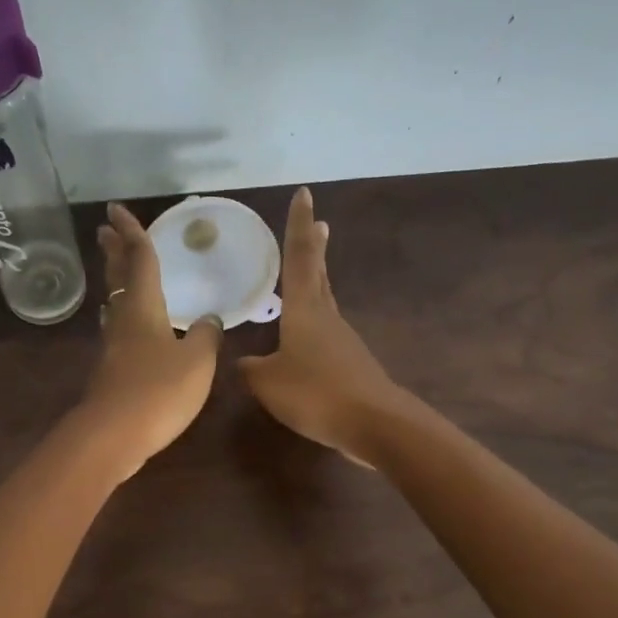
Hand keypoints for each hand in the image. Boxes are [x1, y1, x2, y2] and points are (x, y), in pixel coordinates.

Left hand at [79, 202, 221, 479]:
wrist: (114, 436)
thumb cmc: (158, 391)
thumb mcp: (197, 362)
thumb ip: (207, 336)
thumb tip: (210, 319)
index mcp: (144, 309)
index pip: (139, 260)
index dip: (132, 233)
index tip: (117, 209)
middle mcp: (123, 322)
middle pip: (118, 279)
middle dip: (114, 253)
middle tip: (105, 230)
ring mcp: (113, 349)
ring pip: (115, 307)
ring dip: (116, 286)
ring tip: (118, 276)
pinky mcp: (111, 374)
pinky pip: (118, 334)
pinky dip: (124, 320)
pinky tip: (128, 331)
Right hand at [238, 187, 408, 465]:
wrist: (372, 423)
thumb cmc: (315, 393)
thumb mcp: (268, 383)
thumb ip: (252, 369)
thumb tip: (244, 362)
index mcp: (304, 311)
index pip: (299, 258)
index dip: (298, 227)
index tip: (304, 195)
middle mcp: (327, 318)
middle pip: (319, 276)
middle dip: (315, 249)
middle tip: (320, 224)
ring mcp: (343, 342)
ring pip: (325, 305)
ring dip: (318, 285)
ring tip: (311, 275)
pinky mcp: (352, 366)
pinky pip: (327, 338)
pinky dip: (316, 327)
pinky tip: (306, 343)